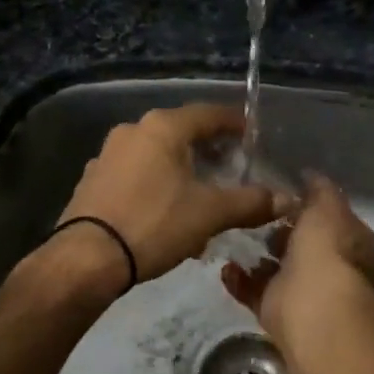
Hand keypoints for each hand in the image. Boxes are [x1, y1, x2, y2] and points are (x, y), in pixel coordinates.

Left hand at [59, 104, 289, 283]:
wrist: (87, 258)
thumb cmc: (154, 224)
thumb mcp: (210, 213)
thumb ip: (251, 202)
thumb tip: (287, 199)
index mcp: (163, 128)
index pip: (208, 114)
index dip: (234, 123)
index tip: (252, 134)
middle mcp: (133, 131)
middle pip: (180, 132)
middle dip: (208, 149)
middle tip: (231, 166)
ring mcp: (107, 155)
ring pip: (157, 154)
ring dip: (181, 169)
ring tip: (201, 193)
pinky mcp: (93, 180)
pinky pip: (136, 173)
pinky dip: (157, 184)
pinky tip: (167, 211)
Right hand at [222, 175, 373, 345]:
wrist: (313, 306)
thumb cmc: (328, 249)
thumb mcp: (327, 206)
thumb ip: (319, 190)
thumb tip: (310, 176)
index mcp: (358, 247)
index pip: (337, 223)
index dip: (314, 210)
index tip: (289, 198)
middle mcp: (337, 272)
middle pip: (306, 248)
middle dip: (282, 234)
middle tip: (259, 216)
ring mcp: (307, 294)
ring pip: (278, 271)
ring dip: (258, 257)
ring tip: (235, 236)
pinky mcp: (278, 312)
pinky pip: (255, 292)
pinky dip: (240, 280)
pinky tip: (227, 266)